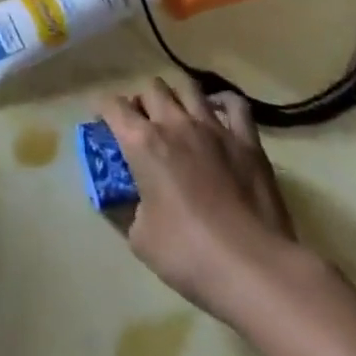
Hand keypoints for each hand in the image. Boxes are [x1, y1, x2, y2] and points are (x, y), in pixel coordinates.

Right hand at [98, 77, 302, 321]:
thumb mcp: (140, 238)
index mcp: (142, 143)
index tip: (101, 121)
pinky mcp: (248, 141)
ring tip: (176, 116)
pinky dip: (222, 103)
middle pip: (151, 89)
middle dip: (141, 102)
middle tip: (141, 125)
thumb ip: (131, 209)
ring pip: (188, 87)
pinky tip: (217, 116)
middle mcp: (175, 124)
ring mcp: (214, 128)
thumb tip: (136, 202)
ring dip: (176, 97)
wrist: (254, 268)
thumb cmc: (189, 254)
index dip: (102, 109)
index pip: (112, 105)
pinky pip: (234, 105)